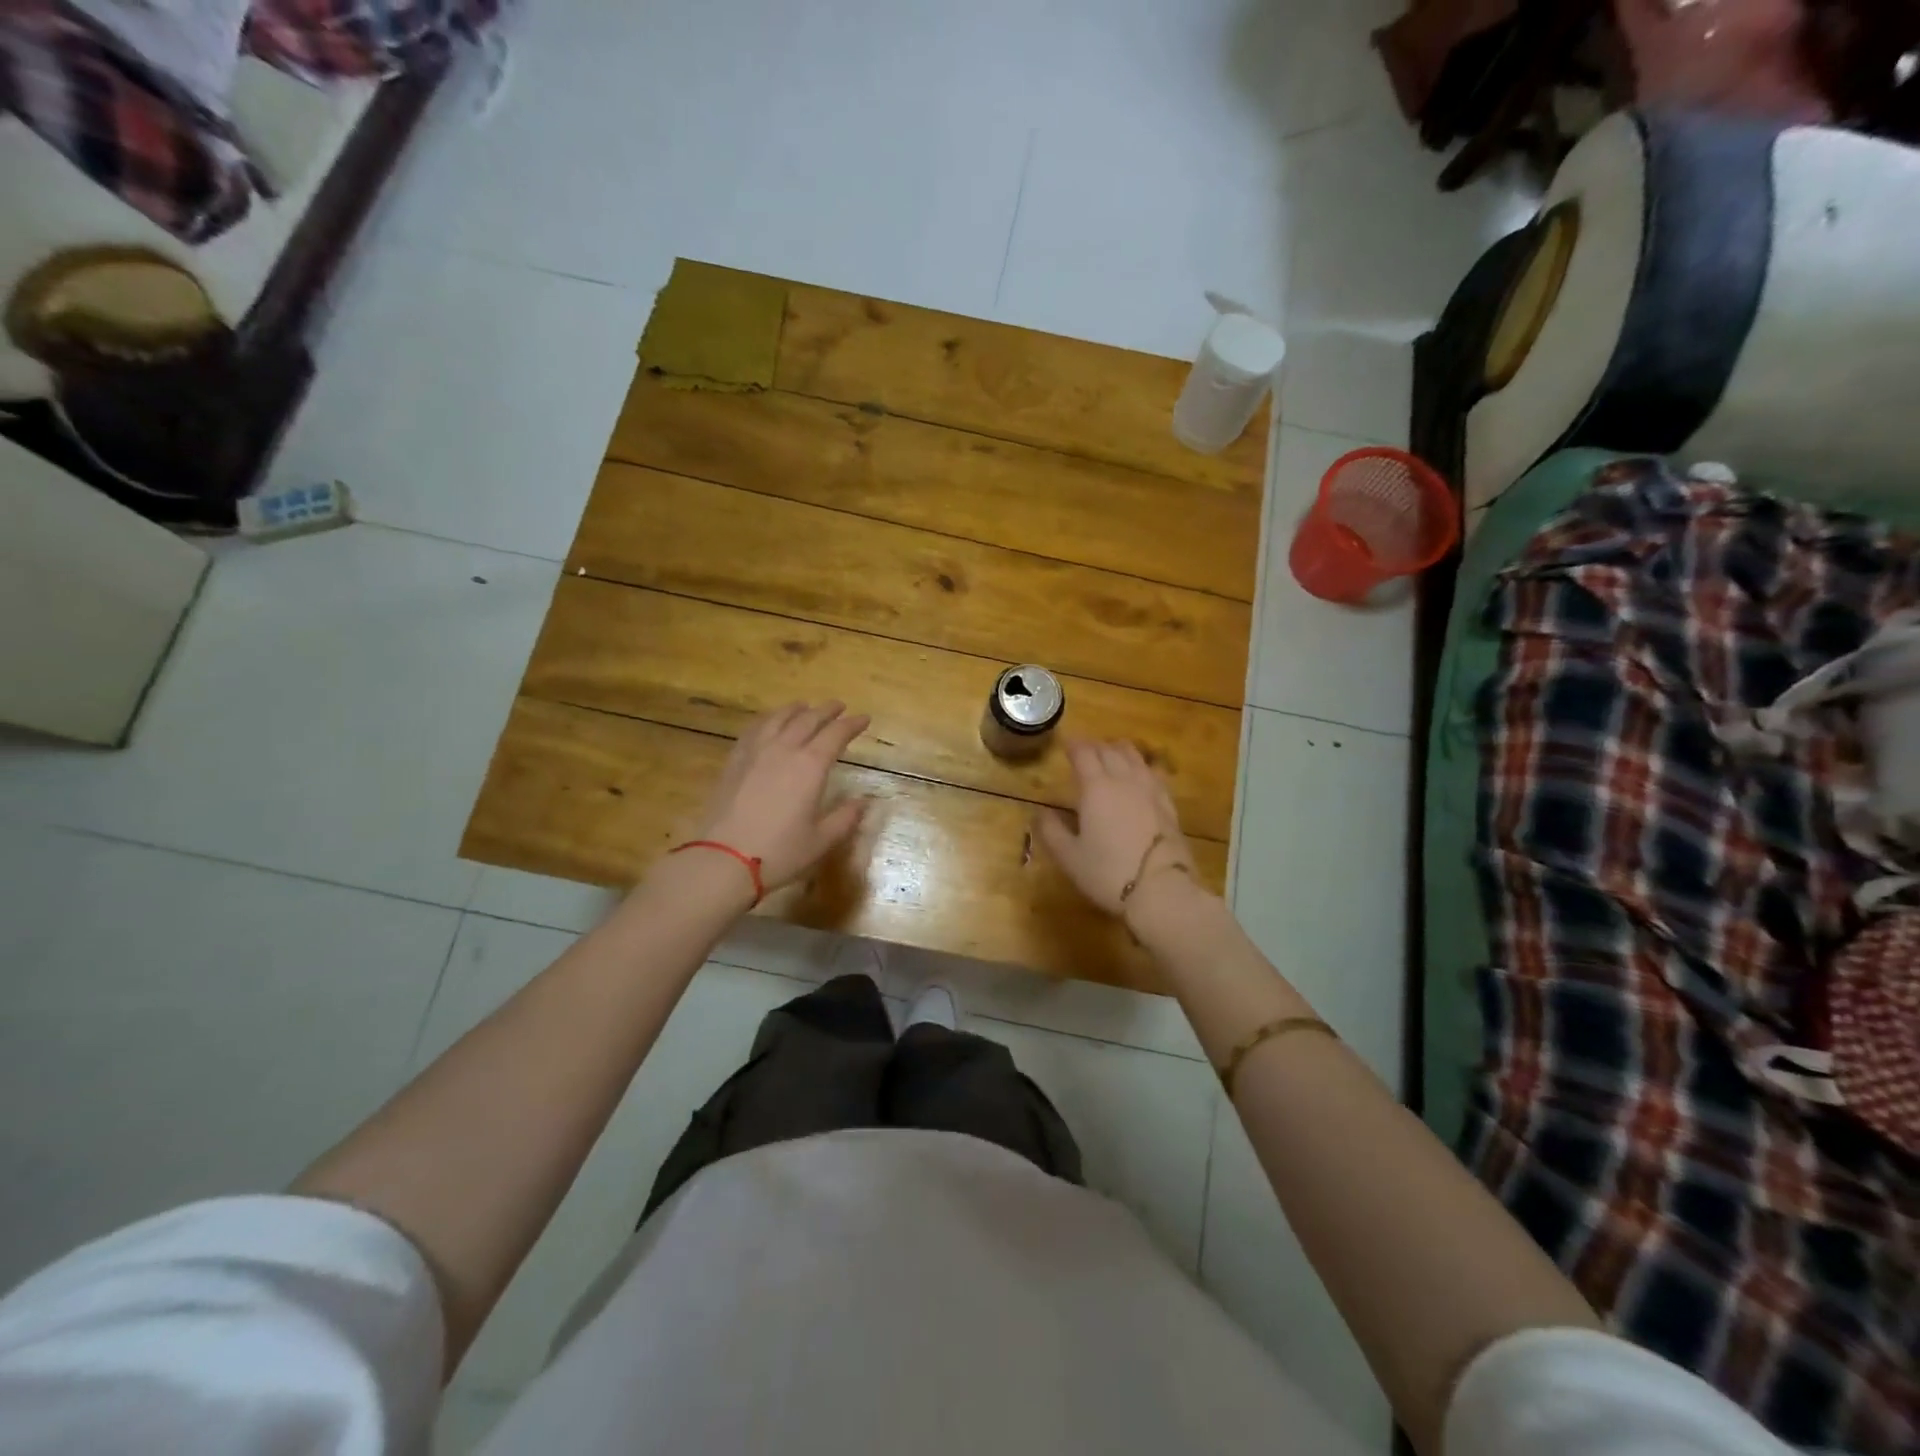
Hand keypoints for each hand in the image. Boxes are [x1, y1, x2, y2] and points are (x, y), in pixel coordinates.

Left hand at [688, 701, 870, 893]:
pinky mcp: (734, 761)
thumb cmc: (779, 852)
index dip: (852, 724)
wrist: (723, 859)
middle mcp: (784, 750)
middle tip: (839, 706)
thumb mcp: (821, 840)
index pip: (836, 734)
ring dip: (796, 709)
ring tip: (804, 706)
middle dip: (827, 710)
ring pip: (778, 718)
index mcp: (811, 766)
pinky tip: (768, 723)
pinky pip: (754, 729)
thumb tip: (864, 802)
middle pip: (808, 719)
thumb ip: (845, 817)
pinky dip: (767, 720)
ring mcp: (756, 752)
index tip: (864, 719)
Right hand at [1034, 739, 1196, 914]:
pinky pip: (1155, 774)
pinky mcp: (1168, 805)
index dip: (1073, 745)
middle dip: (1095, 746)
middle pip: (1110, 751)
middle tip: (1085, 749)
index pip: (1084, 754)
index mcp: (1096, 788)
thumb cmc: (1108, 873)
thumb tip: (1039, 813)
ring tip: (1113, 752)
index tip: (1066, 743)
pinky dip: (1143, 767)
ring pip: (1135, 757)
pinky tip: (1143, 774)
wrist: (1161, 890)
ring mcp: (1150, 791)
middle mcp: (1124, 780)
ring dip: (1120, 750)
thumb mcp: (1069, 856)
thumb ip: (1051, 831)